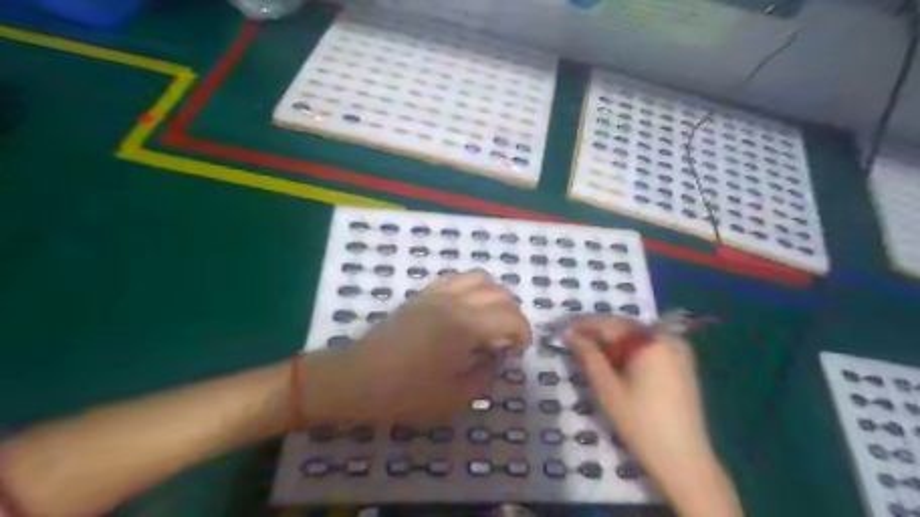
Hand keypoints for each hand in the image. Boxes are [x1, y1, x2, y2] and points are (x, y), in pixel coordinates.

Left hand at [302, 273, 531, 425]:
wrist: (359, 378)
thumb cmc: (405, 392)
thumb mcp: (453, 398)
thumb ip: (484, 376)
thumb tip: (495, 357)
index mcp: (466, 326)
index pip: (511, 318)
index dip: (523, 334)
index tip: (518, 352)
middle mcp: (455, 301)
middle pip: (500, 294)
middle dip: (513, 316)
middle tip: (505, 341)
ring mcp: (437, 294)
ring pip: (480, 278)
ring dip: (495, 297)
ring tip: (490, 320)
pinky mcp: (423, 294)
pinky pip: (455, 278)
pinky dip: (471, 287)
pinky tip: (466, 307)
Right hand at [569, 316, 738, 516]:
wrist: (684, 460)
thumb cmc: (640, 423)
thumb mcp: (606, 388)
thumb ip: (587, 355)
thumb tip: (569, 333)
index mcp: (650, 341)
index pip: (609, 324)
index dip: (583, 325)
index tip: (562, 328)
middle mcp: (667, 338)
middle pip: (624, 328)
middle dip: (598, 333)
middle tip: (572, 340)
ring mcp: (678, 351)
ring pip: (636, 338)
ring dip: (612, 343)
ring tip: (589, 352)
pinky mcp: (682, 364)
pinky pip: (649, 348)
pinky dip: (629, 351)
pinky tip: (615, 363)